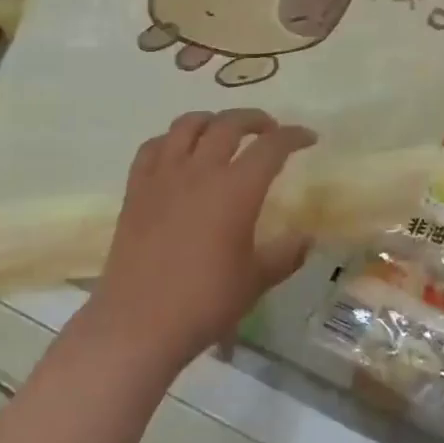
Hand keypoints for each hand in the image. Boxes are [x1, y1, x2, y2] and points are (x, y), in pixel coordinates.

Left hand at [90, 109, 314, 371]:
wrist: (138, 322)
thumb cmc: (204, 302)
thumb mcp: (255, 281)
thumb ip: (285, 255)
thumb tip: (307, 238)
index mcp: (236, 189)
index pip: (271, 147)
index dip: (293, 136)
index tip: (307, 137)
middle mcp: (200, 170)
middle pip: (229, 124)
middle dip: (254, 119)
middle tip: (269, 129)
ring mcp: (163, 175)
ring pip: (187, 125)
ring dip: (211, 120)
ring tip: (222, 131)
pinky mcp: (136, 188)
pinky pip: (152, 147)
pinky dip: (171, 140)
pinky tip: (177, 152)